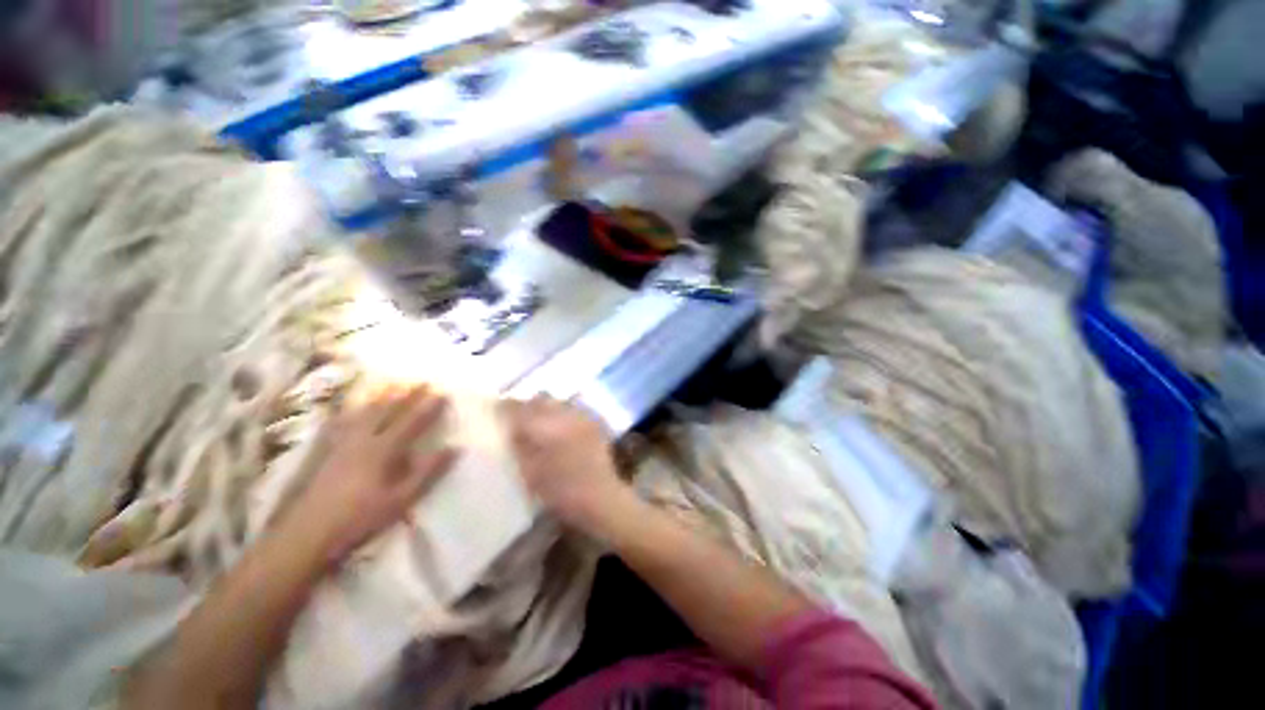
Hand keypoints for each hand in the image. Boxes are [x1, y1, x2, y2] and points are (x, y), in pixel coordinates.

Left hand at [287, 386, 457, 561]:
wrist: (307, 533)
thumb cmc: (360, 517)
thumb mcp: (401, 499)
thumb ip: (427, 472)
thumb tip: (453, 448)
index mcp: (383, 450)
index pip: (411, 422)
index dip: (428, 407)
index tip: (442, 393)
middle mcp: (362, 439)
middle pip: (387, 410)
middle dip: (406, 394)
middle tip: (421, 381)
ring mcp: (341, 443)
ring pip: (363, 412)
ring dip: (381, 396)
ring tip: (392, 384)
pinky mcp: (325, 450)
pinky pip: (341, 422)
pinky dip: (352, 410)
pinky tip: (353, 407)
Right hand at [501, 396, 631, 534]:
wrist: (600, 496)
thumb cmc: (561, 491)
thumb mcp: (530, 472)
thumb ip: (519, 445)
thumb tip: (512, 427)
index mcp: (544, 427)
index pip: (519, 408)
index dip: (506, 407)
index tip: (498, 410)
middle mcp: (564, 415)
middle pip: (540, 399)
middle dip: (528, 405)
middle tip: (520, 417)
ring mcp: (581, 416)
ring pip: (558, 402)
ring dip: (547, 408)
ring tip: (541, 422)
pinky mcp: (593, 421)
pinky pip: (573, 408)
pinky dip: (563, 413)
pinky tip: (561, 427)